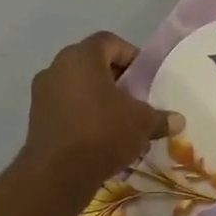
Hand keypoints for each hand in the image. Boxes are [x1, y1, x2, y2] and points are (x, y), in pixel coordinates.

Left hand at [24, 32, 179, 188]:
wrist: (58, 173)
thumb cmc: (104, 132)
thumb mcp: (143, 122)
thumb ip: (161, 117)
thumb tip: (178, 120)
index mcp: (82, 58)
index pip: (109, 41)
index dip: (131, 54)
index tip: (145, 76)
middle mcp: (57, 68)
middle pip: (91, 61)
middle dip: (116, 76)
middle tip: (135, 95)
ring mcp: (42, 92)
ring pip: (77, 83)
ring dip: (98, 94)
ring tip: (120, 116)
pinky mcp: (36, 116)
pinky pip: (66, 103)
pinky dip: (83, 110)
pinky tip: (101, 132)